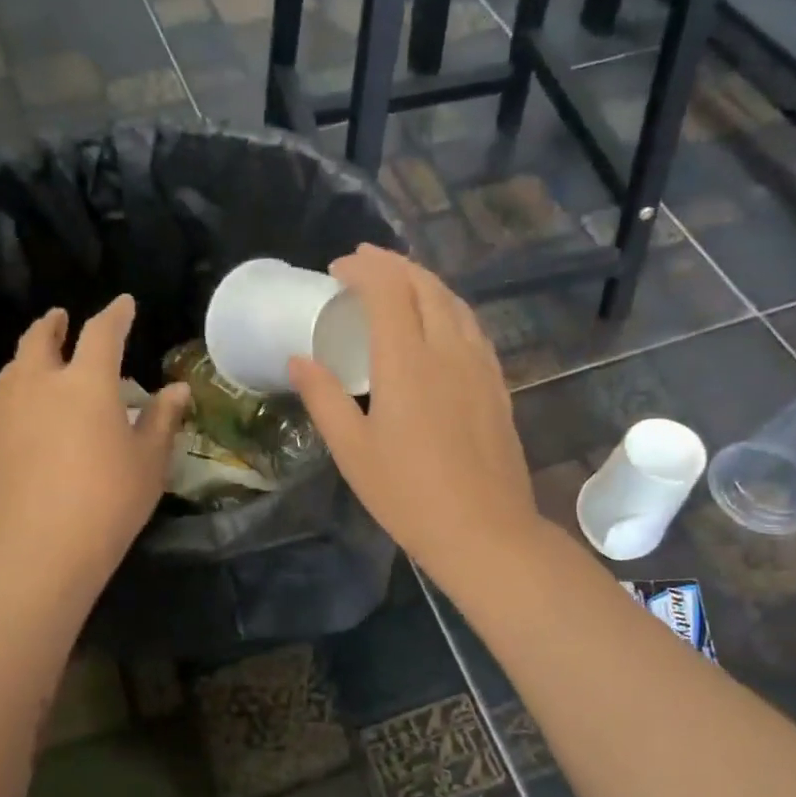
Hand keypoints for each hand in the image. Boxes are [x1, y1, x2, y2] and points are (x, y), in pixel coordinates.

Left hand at [0, 296, 189, 588]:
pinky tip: (18, 412)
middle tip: (60, 319)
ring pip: (12, 368)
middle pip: (40, 339)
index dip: (115, 315)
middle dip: (53, 324)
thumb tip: (177, 390)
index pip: (103, 333)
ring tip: (37, 364)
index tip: (123, 304)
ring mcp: (1, 410)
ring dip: (28, 358)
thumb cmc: (108, 502)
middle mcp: (38, 383)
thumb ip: (162, 420)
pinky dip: (11, 393)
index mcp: (86, 383)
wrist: (37, 550)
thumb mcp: (148, 463)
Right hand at [288, 246, 541, 582]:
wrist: (484, 531)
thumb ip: (324, 398)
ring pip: (454, 302)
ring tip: (398, 286)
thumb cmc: (408, 495)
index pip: (387, 289)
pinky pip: (472, 327)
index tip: (337, 270)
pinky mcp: (497, 385)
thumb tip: (298, 359)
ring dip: (423, 282)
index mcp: (407, 360)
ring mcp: (480, 366)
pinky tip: (439, 325)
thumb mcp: (352, 451)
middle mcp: (448, 349)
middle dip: (392, 265)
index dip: (363, 268)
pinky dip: (448, 308)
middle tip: (363, 266)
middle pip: (425, 285)